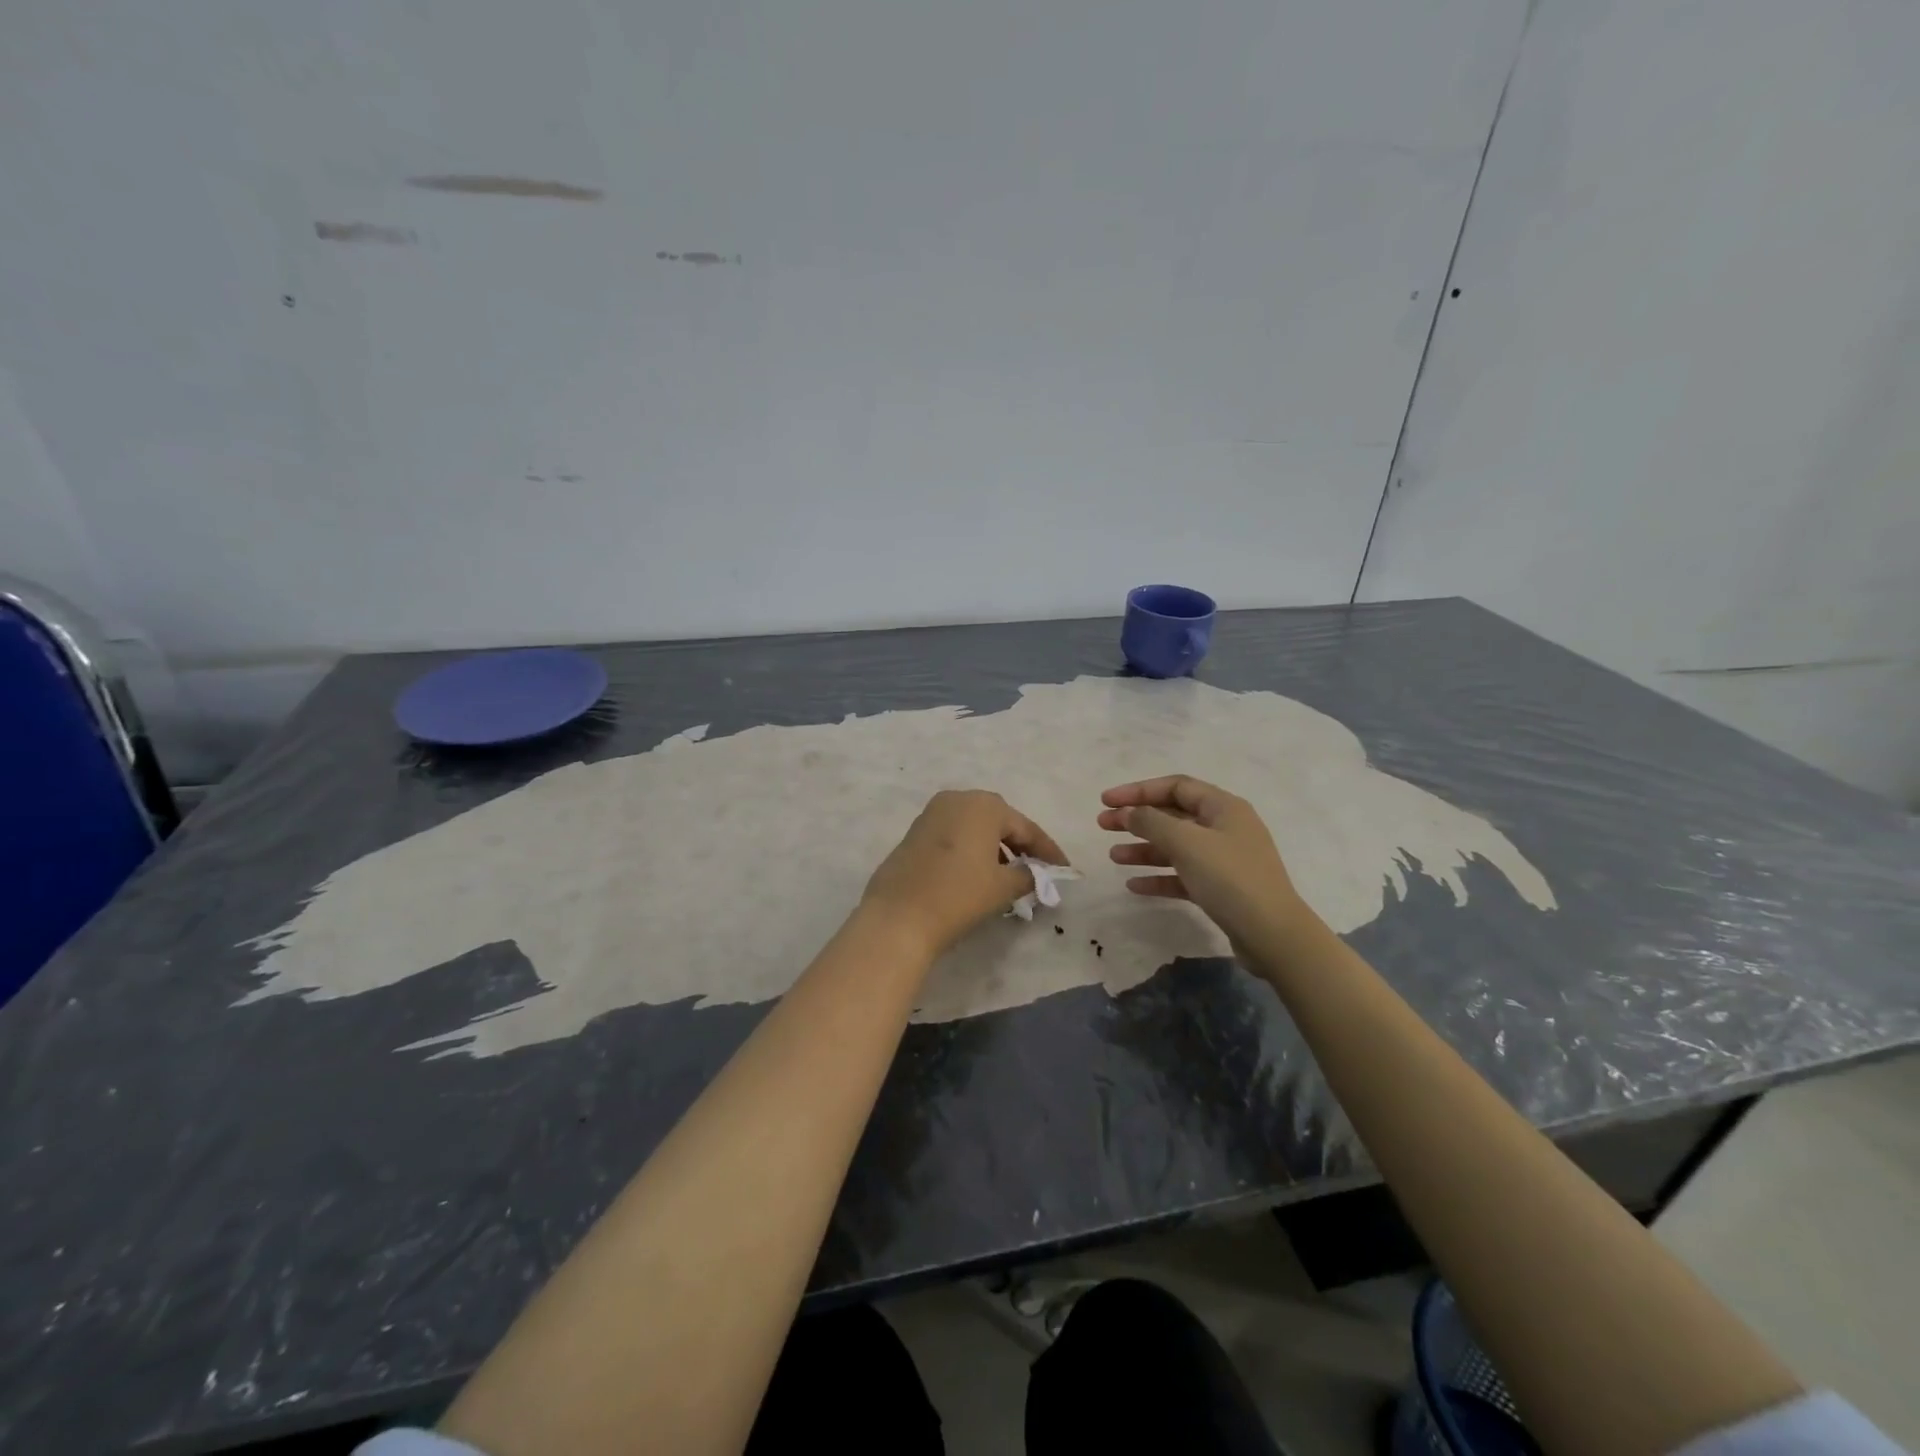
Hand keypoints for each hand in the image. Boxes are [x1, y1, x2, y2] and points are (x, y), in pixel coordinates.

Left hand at [862, 790, 1067, 958]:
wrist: (898, 916)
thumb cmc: (958, 895)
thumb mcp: (1002, 887)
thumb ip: (1027, 876)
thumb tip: (1036, 875)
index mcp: (983, 805)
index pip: (1025, 827)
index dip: (1047, 850)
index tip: (1064, 869)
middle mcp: (957, 800)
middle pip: (999, 820)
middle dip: (1019, 843)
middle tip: (1037, 868)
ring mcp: (932, 814)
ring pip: (974, 826)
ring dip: (994, 846)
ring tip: (1008, 875)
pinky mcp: (915, 832)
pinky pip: (954, 834)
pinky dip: (971, 849)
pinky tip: (978, 873)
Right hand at [1098, 775, 1316, 949]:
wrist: (1273, 935)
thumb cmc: (1230, 878)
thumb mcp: (1186, 843)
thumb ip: (1152, 822)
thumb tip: (1129, 812)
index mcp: (1223, 807)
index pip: (1175, 786)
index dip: (1138, 790)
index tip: (1106, 801)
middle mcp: (1225, 827)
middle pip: (1173, 815)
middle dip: (1137, 819)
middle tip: (1103, 825)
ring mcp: (1224, 859)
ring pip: (1176, 846)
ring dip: (1143, 848)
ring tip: (1113, 857)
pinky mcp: (1221, 888)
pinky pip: (1183, 875)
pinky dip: (1159, 877)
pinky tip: (1134, 885)